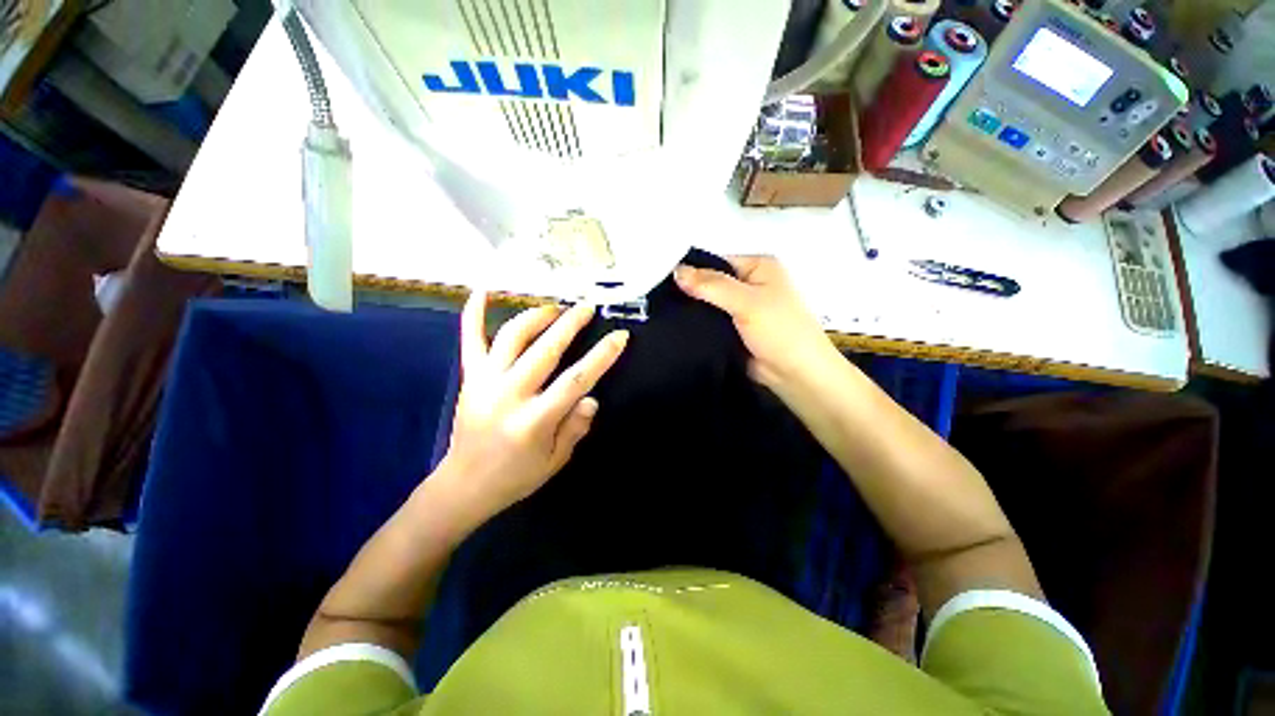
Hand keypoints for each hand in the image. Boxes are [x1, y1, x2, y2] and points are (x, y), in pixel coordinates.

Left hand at [436, 292, 628, 526]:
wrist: (464, 484)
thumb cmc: (516, 475)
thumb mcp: (556, 460)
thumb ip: (575, 427)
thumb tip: (591, 398)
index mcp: (534, 420)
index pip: (576, 380)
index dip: (602, 356)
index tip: (620, 336)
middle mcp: (509, 394)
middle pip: (546, 349)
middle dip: (571, 324)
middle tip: (587, 308)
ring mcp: (484, 382)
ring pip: (512, 336)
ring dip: (536, 316)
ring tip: (555, 308)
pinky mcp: (469, 377)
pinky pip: (470, 339)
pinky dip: (474, 313)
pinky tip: (482, 290)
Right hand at [675, 256, 837, 387]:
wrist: (795, 375)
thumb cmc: (779, 330)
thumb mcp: (747, 301)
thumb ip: (711, 285)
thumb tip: (676, 271)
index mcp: (757, 267)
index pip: (715, 261)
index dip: (690, 268)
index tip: (660, 278)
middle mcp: (748, 284)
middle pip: (709, 282)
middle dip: (687, 291)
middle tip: (655, 298)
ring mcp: (739, 309)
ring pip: (707, 304)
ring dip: (690, 310)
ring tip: (659, 312)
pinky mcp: (732, 330)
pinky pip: (708, 323)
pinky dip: (695, 325)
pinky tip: (673, 327)